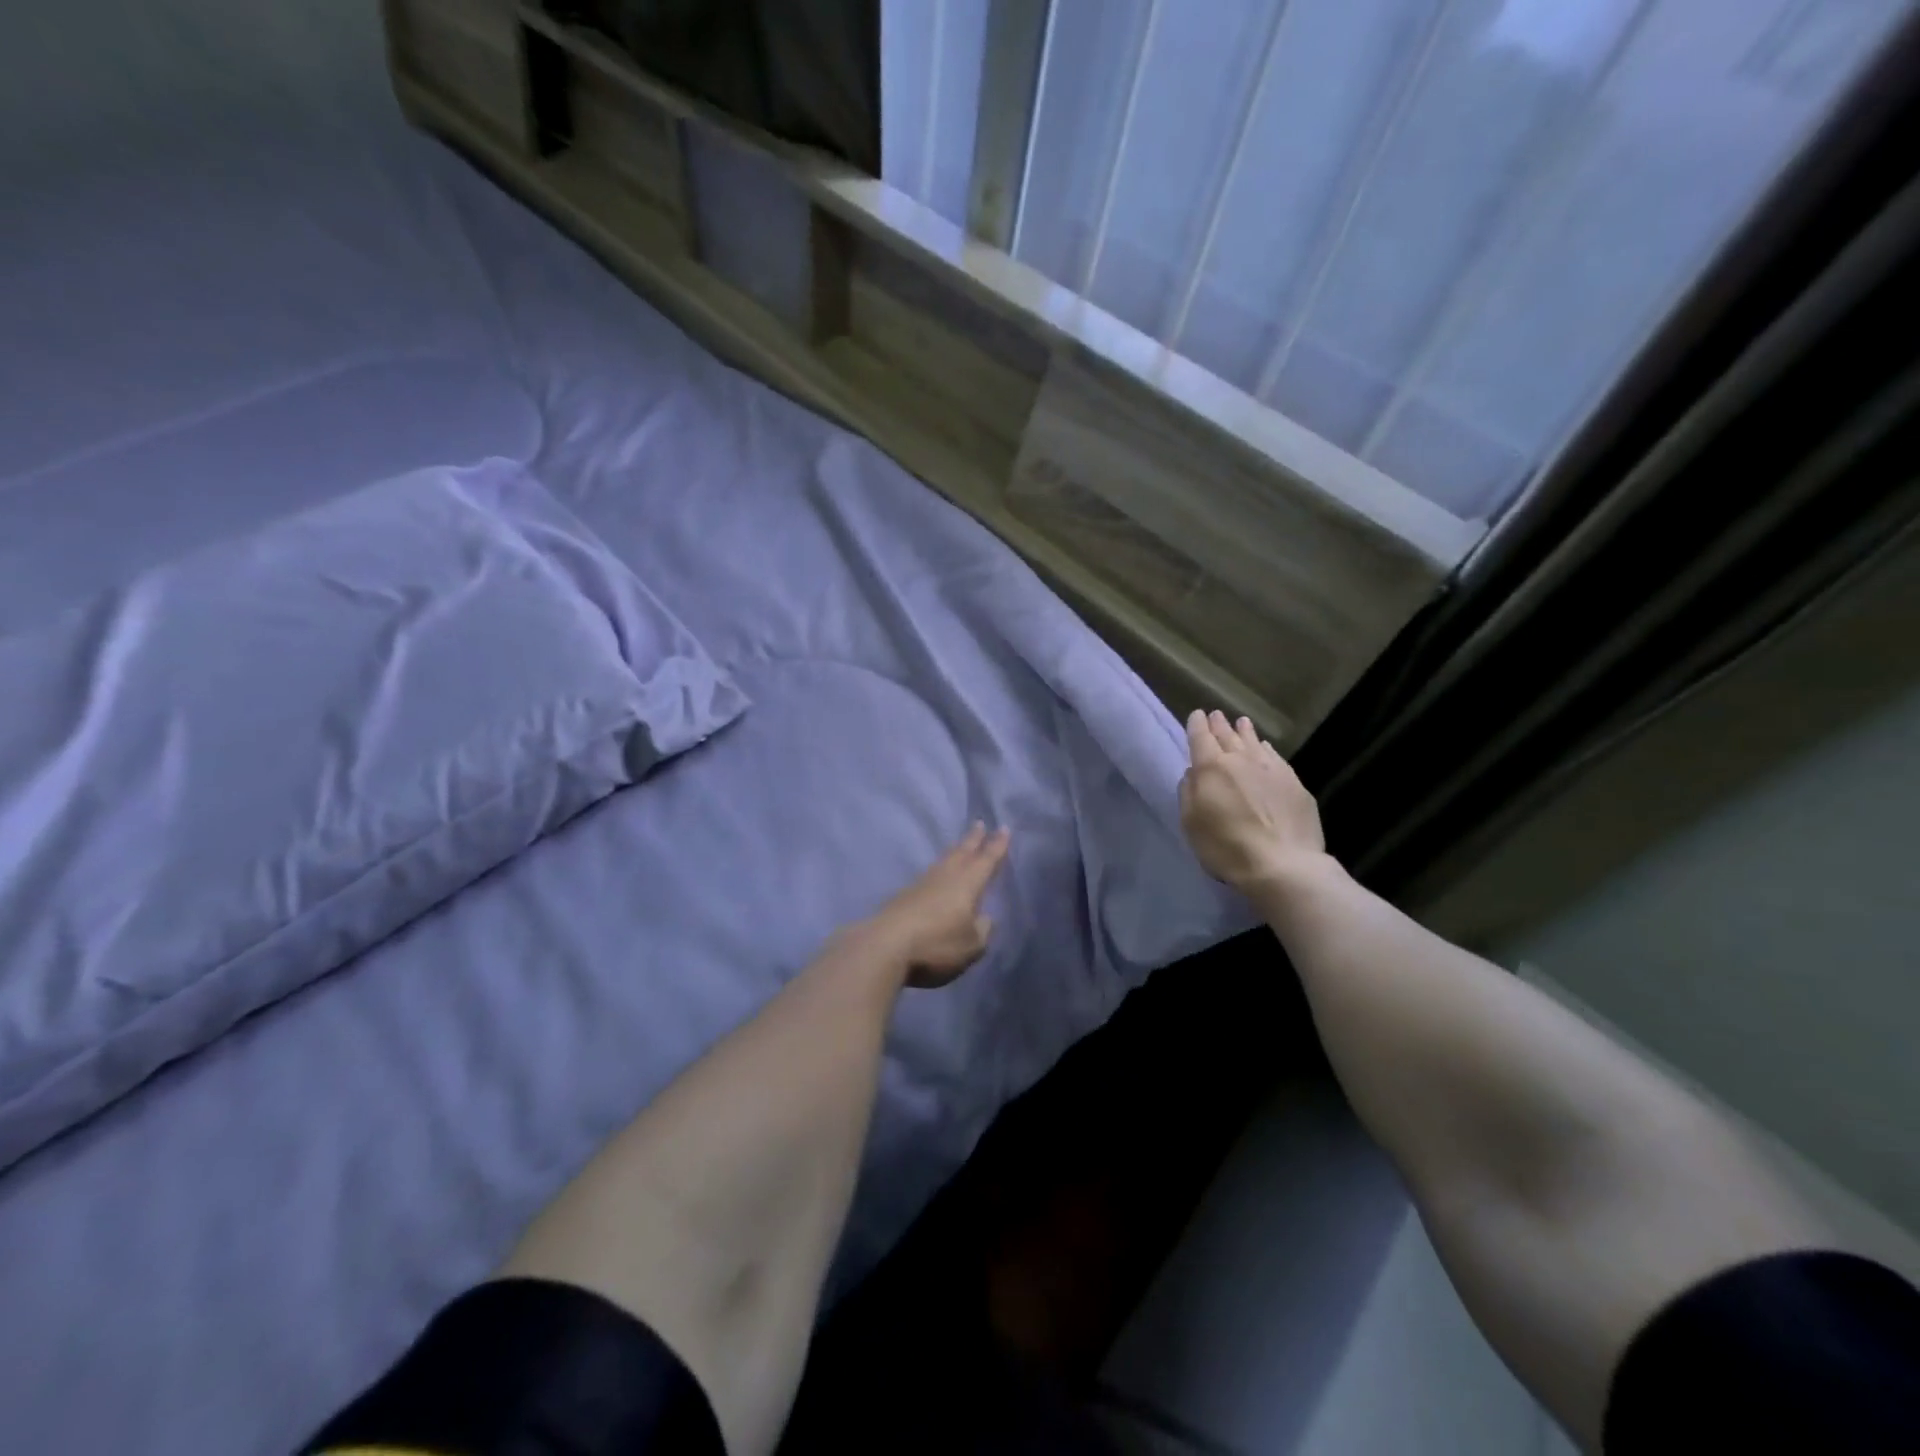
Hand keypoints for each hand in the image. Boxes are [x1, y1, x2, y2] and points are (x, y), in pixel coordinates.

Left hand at [867, 823, 1010, 987]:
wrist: (885, 945)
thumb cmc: (936, 943)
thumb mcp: (971, 945)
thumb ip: (982, 930)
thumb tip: (984, 918)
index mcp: (968, 884)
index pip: (987, 860)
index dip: (997, 845)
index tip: (1003, 828)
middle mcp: (946, 876)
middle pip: (962, 852)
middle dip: (973, 839)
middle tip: (980, 823)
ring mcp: (922, 884)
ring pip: (944, 861)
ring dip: (955, 851)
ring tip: (960, 846)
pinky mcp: (904, 895)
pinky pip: (929, 875)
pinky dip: (939, 869)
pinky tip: (937, 875)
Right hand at [1179, 710, 1327, 893]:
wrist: (1282, 864)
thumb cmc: (1226, 847)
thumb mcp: (1191, 823)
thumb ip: (1189, 792)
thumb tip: (1193, 773)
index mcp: (1211, 768)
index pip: (1201, 737)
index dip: (1197, 725)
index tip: (1197, 715)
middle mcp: (1241, 760)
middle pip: (1228, 736)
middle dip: (1220, 725)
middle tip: (1216, 715)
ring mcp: (1272, 769)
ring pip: (1254, 743)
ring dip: (1245, 732)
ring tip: (1241, 722)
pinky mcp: (1294, 784)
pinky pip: (1275, 757)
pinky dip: (1267, 749)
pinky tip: (1266, 748)